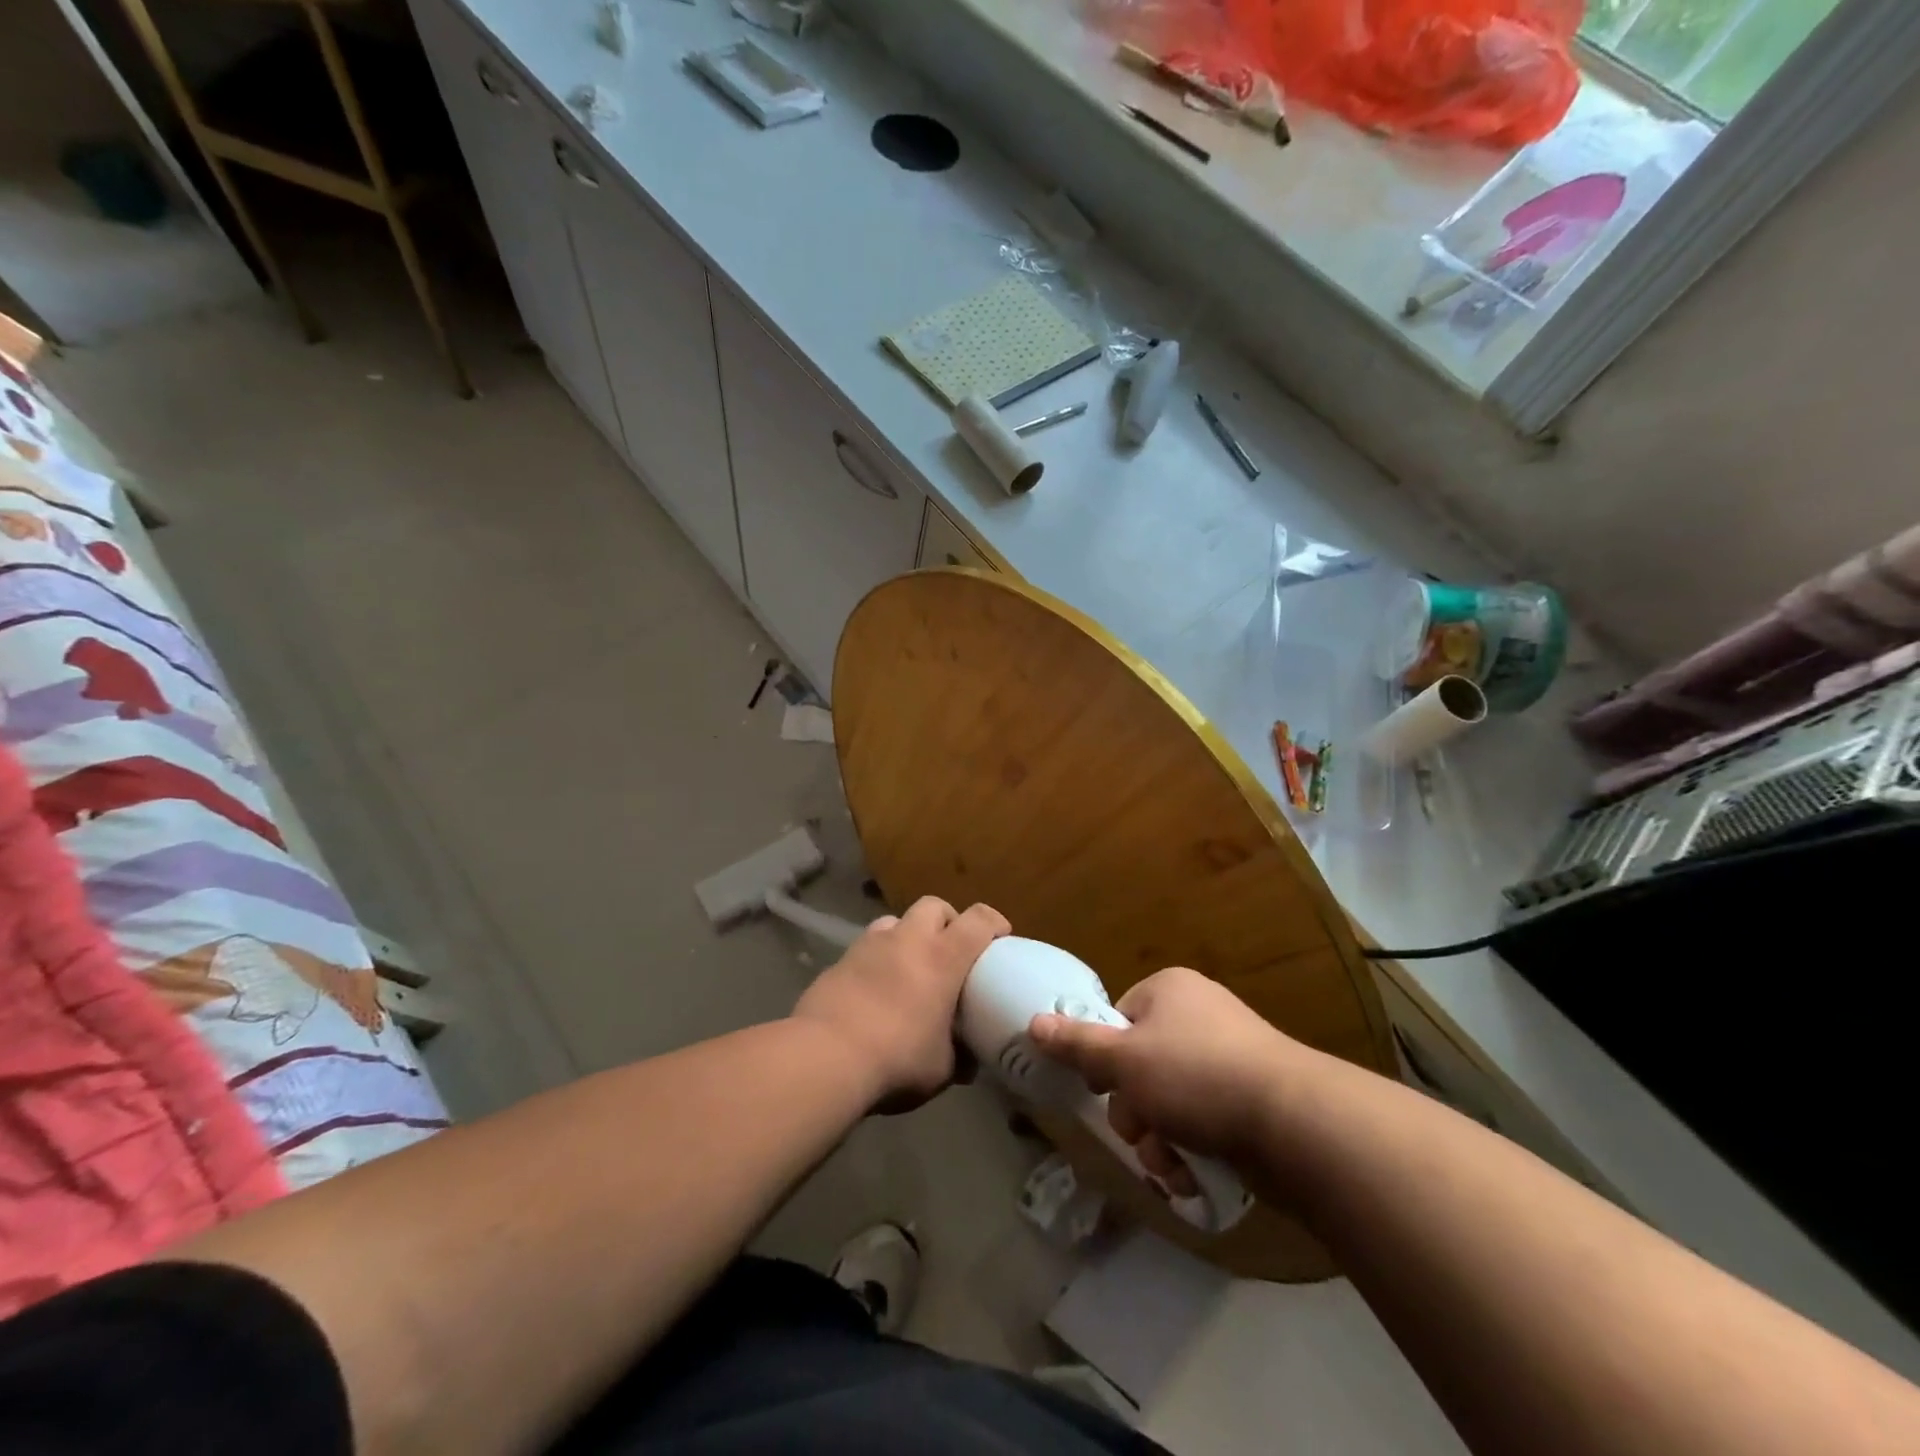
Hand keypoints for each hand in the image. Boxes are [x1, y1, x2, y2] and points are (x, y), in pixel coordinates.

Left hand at [793, 897, 1009, 1110]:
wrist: (825, 1057)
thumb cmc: (897, 1059)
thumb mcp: (941, 1069)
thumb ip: (959, 1057)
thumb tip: (967, 1061)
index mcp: (943, 957)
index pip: (979, 919)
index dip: (994, 923)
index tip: (1000, 939)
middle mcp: (908, 939)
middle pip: (935, 906)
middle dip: (947, 922)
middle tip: (950, 952)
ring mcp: (869, 945)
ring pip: (896, 922)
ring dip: (908, 937)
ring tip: (909, 969)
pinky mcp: (839, 960)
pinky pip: (867, 947)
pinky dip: (878, 960)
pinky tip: (875, 991)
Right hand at [1029, 968, 1305, 1177]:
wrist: (1296, 1123)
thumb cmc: (1196, 1076)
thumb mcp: (1124, 1060)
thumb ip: (1077, 1044)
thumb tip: (1033, 1022)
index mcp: (1169, 990)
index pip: (1118, 1019)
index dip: (1106, 1058)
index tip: (1107, 1088)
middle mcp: (1199, 1015)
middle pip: (1141, 1064)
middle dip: (1134, 1110)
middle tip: (1140, 1131)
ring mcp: (1230, 1056)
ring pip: (1169, 1100)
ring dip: (1159, 1137)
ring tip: (1169, 1163)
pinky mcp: (1252, 1098)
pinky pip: (1203, 1119)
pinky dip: (1191, 1147)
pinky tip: (1191, 1174)